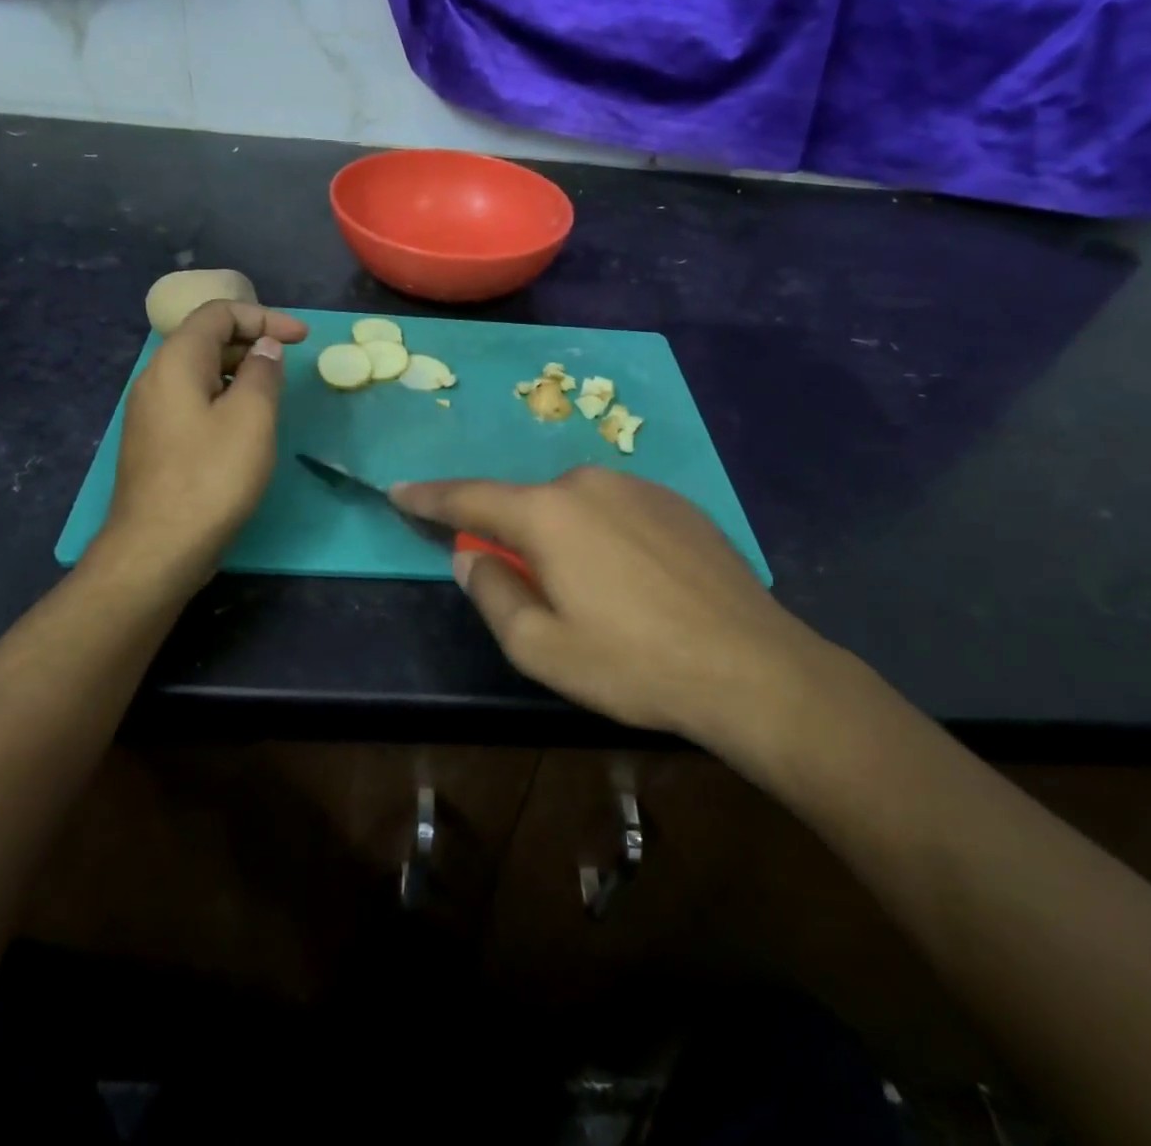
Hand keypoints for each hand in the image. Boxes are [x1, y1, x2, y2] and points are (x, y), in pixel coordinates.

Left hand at [98, 300, 307, 577]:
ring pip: (200, 373)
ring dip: (241, 371)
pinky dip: (225, 397)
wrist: (158, 548)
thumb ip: (263, 373)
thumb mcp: (252, 419)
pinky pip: (194, 401)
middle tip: (290, 363)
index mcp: (175, 363)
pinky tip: (246, 425)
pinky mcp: (156, 442)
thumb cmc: (211, 478)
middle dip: (253, 341)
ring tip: (274, 392)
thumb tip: (265, 348)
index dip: (264, 317)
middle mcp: (156, 379)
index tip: (302, 338)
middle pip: (206, 339)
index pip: (218, 313)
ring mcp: (152, 413)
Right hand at [393, 467, 835, 740]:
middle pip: (528, 505)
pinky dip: (604, 537)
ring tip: (592, 596)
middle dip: (513, 537)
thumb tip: (470, 557)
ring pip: (575, 507)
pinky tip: (634, 583)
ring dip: (563, 539)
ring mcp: (638, 487)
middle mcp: (588, 483)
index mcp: (547, 514)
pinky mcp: (677, 503)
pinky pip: (617, 512)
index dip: (429, 498)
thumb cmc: (633, 664)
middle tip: (524, 587)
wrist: (752, 667)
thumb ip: (491, 593)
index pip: (469, 498)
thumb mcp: (541, 648)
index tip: (398, 491)